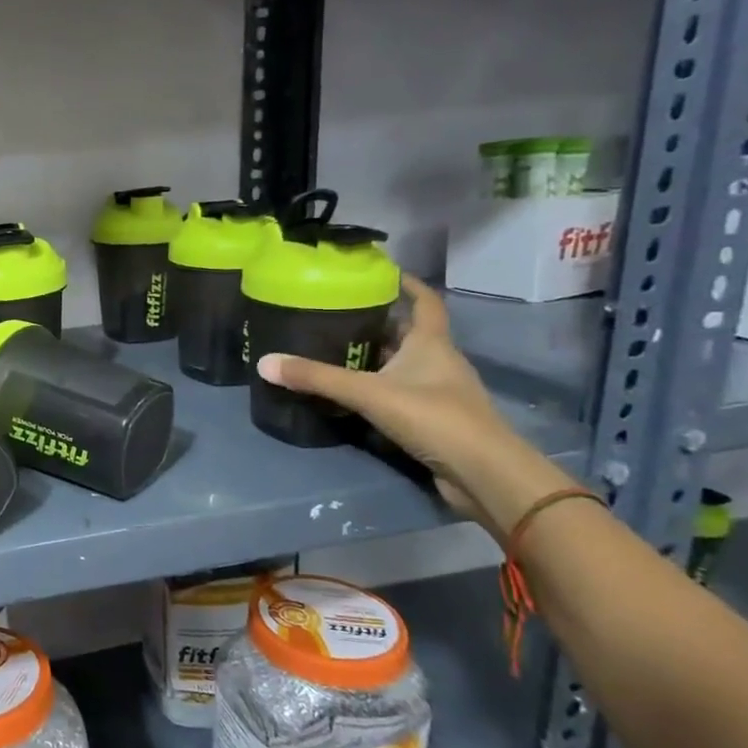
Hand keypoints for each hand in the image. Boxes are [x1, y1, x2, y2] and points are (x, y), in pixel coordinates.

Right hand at [257, 276, 572, 533]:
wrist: (483, 474)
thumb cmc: (434, 418)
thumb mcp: (369, 393)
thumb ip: (317, 378)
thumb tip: (265, 362)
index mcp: (431, 343)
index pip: (424, 301)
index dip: (407, 284)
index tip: (380, 272)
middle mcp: (438, 361)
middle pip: (407, 332)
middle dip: (375, 321)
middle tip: (335, 313)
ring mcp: (437, 392)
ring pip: (402, 363)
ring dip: (374, 356)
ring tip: (333, 349)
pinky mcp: (431, 419)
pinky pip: (399, 392)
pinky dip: (376, 387)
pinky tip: (350, 393)